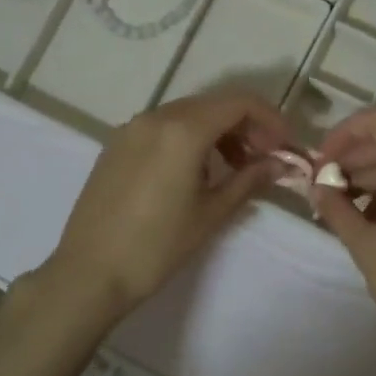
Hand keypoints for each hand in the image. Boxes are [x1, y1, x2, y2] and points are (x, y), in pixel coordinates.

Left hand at [43, 90, 288, 320]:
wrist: (89, 273)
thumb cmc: (157, 246)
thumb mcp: (211, 213)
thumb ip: (250, 180)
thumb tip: (280, 164)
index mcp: (183, 129)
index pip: (240, 103)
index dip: (271, 119)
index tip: (286, 146)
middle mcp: (156, 116)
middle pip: (214, 104)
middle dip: (247, 125)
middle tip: (266, 158)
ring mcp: (131, 128)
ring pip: (188, 113)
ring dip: (219, 131)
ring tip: (234, 168)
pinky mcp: (116, 144)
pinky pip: (163, 127)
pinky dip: (189, 137)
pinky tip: (195, 172)